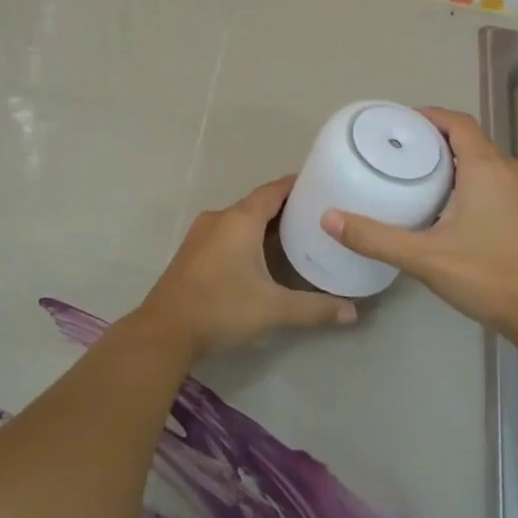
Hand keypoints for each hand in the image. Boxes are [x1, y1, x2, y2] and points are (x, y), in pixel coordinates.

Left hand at [134, 176, 354, 358]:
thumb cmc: (222, 308)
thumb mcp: (274, 309)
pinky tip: (261, 257)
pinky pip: (226, 234)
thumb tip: (353, 313)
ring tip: (295, 236)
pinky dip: (247, 237)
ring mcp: (201, 234)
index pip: (274, 190)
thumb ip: (315, 308)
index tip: (321, 185)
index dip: (297, 186)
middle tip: (316, 217)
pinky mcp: (192, 253)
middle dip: (285, 208)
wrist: (164, 331)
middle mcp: (220, 218)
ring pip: (240, 220)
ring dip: (264, 225)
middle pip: (257, 204)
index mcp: (240, 219)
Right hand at [321, 108, 517, 339]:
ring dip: (454, 165)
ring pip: (484, 164)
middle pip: (469, 141)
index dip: (428, 117)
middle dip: (435, 143)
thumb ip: (375, 237)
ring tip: (417, 181)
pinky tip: (450, 211)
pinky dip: (472, 183)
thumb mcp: (424, 257)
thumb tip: (329, 218)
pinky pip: (497, 183)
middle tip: (398, 156)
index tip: (398, 125)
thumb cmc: (488, 276)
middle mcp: (510, 171)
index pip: (457, 122)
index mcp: (487, 168)